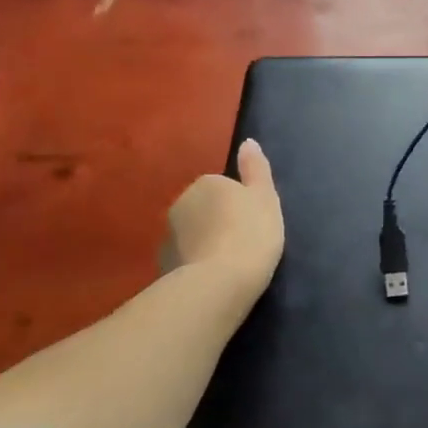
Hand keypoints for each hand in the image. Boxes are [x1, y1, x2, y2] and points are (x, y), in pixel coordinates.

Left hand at [162, 139, 284, 303]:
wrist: (219, 284)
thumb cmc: (250, 233)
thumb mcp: (265, 196)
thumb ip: (256, 168)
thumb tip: (247, 142)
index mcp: (206, 183)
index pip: (223, 187)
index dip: (240, 204)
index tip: (252, 223)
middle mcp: (180, 204)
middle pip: (204, 209)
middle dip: (217, 222)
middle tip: (242, 242)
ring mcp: (167, 237)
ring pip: (192, 234)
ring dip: (204, 243)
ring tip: (227, 264)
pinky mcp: (162, 267)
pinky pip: (184, 259)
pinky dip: (195, 264)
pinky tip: (212, 279)